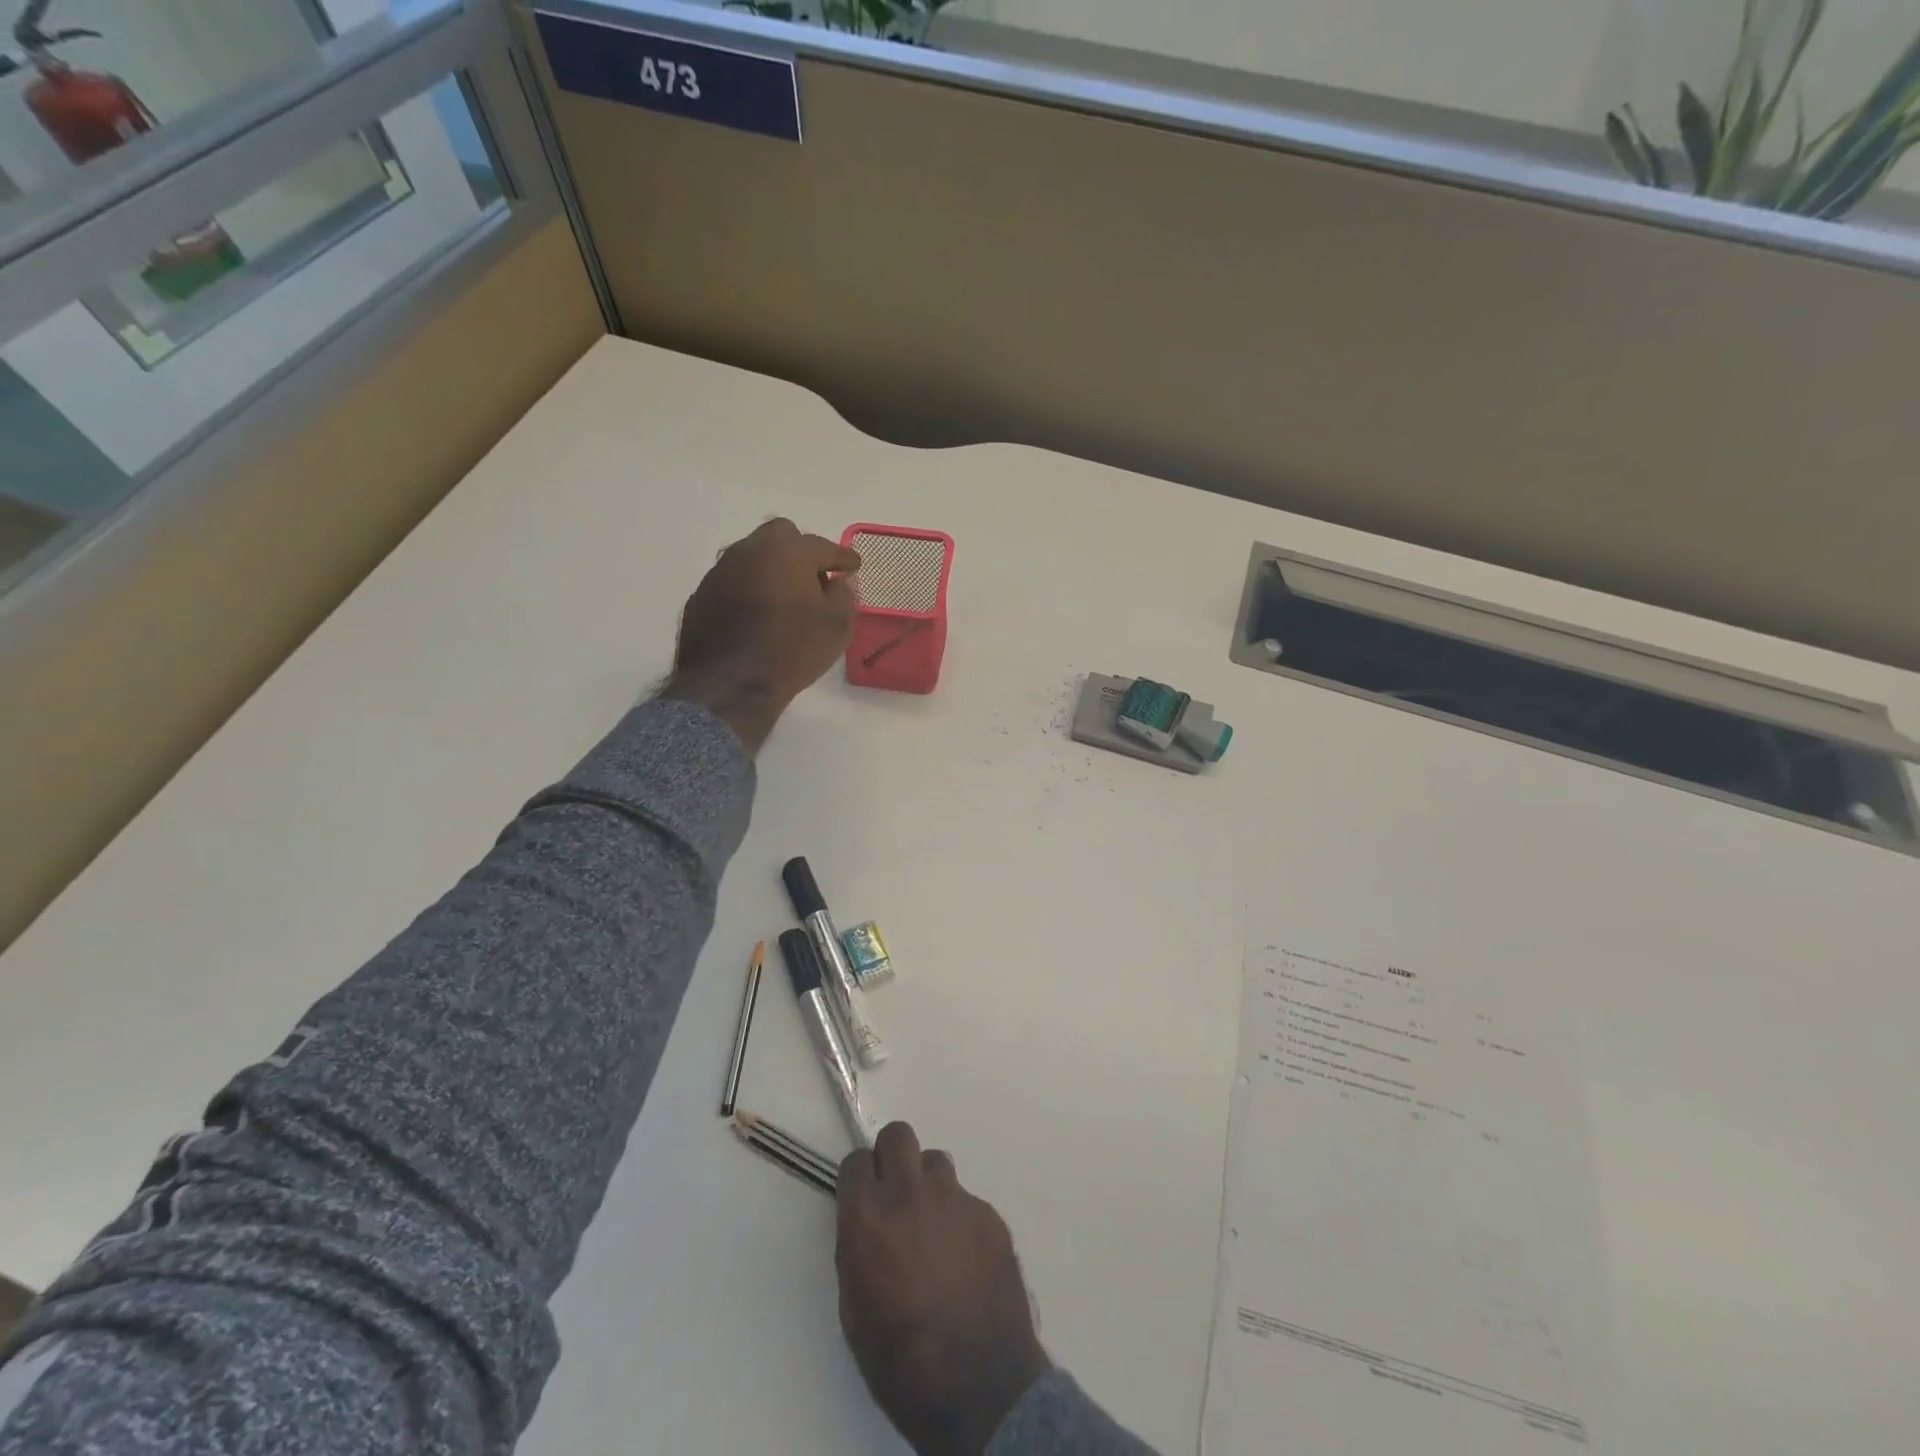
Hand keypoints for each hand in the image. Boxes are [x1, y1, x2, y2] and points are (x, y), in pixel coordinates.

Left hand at [661, 518, 859, 752]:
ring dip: (771, 570)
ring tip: (783, 599)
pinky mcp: (701, 595)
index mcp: (787, 551)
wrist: (729, 684)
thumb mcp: (836, 626)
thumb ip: (844, 595)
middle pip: (781, 536)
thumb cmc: (791, 651)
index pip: (823, 546)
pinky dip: (748, 590)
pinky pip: (733, 582)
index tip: (853, 566)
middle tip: (814, 580)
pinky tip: (755, 616)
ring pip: (753, 557)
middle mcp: (750, 549)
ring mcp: (720, 570)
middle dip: (801, 552)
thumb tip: (839, 582)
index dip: (842, 557)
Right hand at [837, 1123, 1049, 1455]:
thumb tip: (868, 1226)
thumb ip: (858, 1249)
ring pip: (936, 1162)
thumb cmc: (900, 1360)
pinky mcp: (989, 1214)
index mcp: (869, 1216)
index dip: (858, 1178)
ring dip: (929, 1185)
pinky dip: (960, 1220)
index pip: (856, 1160)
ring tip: (934, 1228)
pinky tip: (965, 1260)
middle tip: (896, 1194)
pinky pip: (967, 1200)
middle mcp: (911, 1192)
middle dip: (893, 1157)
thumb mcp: (854, 1309)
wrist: (977, 1385)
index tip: (862, 1198)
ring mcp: (955, 1199)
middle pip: (898, 1135)